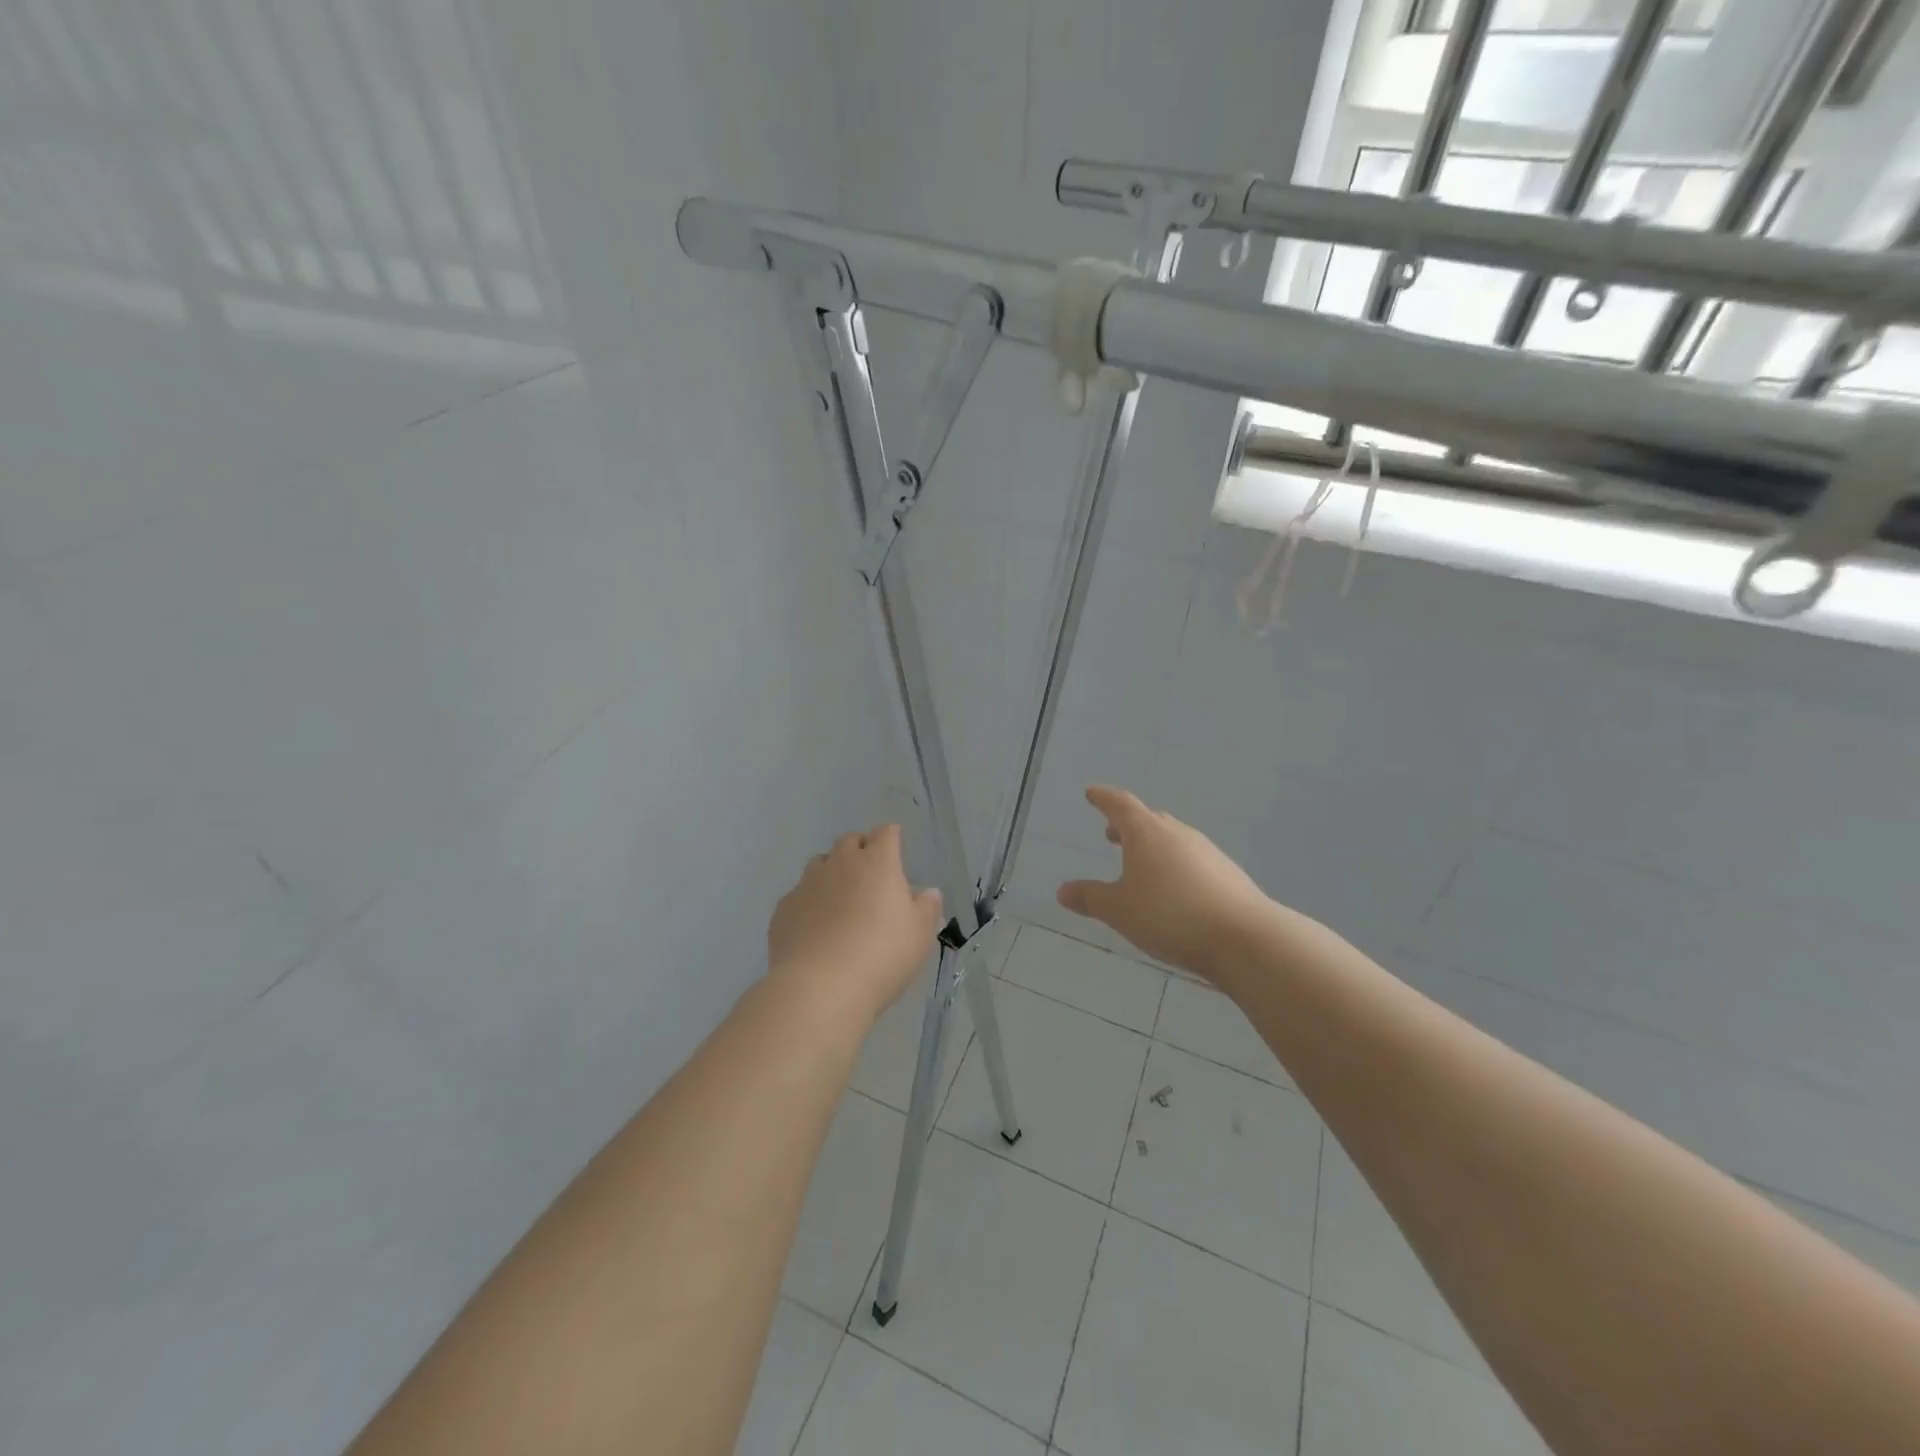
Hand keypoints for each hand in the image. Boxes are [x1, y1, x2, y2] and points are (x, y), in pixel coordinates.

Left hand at [767, 823, 943, 1023]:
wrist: (820, 987)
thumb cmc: (882, 955)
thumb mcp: (920, 935)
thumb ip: (926, 908)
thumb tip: (928, 892)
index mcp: (877, 863)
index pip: (885, 834)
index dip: (891, 836)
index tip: (895, 844)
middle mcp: (840, 864)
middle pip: (850, 841)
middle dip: (861, 848)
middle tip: (870, 871)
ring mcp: (807, 884)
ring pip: (820, 863)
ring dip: (832, 871)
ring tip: (840, 897)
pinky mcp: (784, 908)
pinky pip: (799, 894)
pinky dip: (810, 901)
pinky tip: (815, 925)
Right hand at [1057, 785, 1275, 983]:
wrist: (1244, 937)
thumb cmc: (1169, 916)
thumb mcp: (1120, 910)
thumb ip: (1090, 898)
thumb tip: (1063, 891)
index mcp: (1146, 833)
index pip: (1120, 805)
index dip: (1103, 798)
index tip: (1091, 793)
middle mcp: (1177, 833)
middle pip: (1149, 819)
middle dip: (1128, 825)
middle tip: (1112, 834)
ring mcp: (1206, 851)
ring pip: (1172, 839)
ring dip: (1153, 846)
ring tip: (1140, 865)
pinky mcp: (1226, 872)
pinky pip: (1191, 859)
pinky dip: (1174, 865)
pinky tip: (1173, 890)